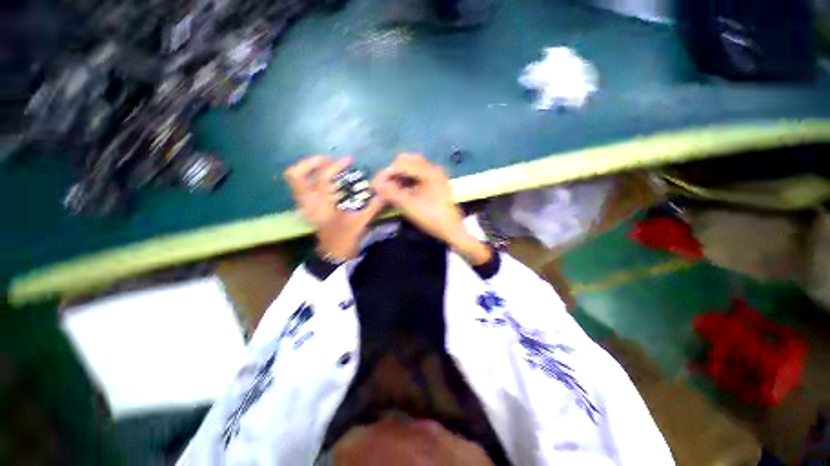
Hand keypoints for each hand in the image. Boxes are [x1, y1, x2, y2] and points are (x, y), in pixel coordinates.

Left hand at [285, 156, 383, 260]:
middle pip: (295, 175)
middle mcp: (308, 202)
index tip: (349, 161)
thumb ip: (373, 206)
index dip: (335, 166)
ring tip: (330, 166)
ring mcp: (307, 205)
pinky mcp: (310, 208)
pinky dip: (315, 179)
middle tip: (329, 160)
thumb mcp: (361, 223)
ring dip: (312, 170)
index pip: (322, 178)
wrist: (334, 256)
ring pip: (297, 181)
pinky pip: (306, 188)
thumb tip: (386, 192)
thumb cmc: (345, 240)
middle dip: (311, 163)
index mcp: (320, 205)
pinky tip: (332, 181)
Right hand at [373, 153, 491, 264]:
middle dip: (392, 172)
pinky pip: (417, 176)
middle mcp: (432, 169)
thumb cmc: (432, 218)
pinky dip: (406, 181)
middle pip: (407, 161)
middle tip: (382, 186)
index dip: (386, 173)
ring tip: (388, 189)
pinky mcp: (434, 183)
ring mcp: (434, 176)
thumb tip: (376, 184)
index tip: (374, 185)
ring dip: (398, 176)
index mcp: (429, 171)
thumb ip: (392, 193)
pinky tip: (399, 190)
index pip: (401, 164)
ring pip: (411, 168)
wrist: (452, 231)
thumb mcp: (410, 206)